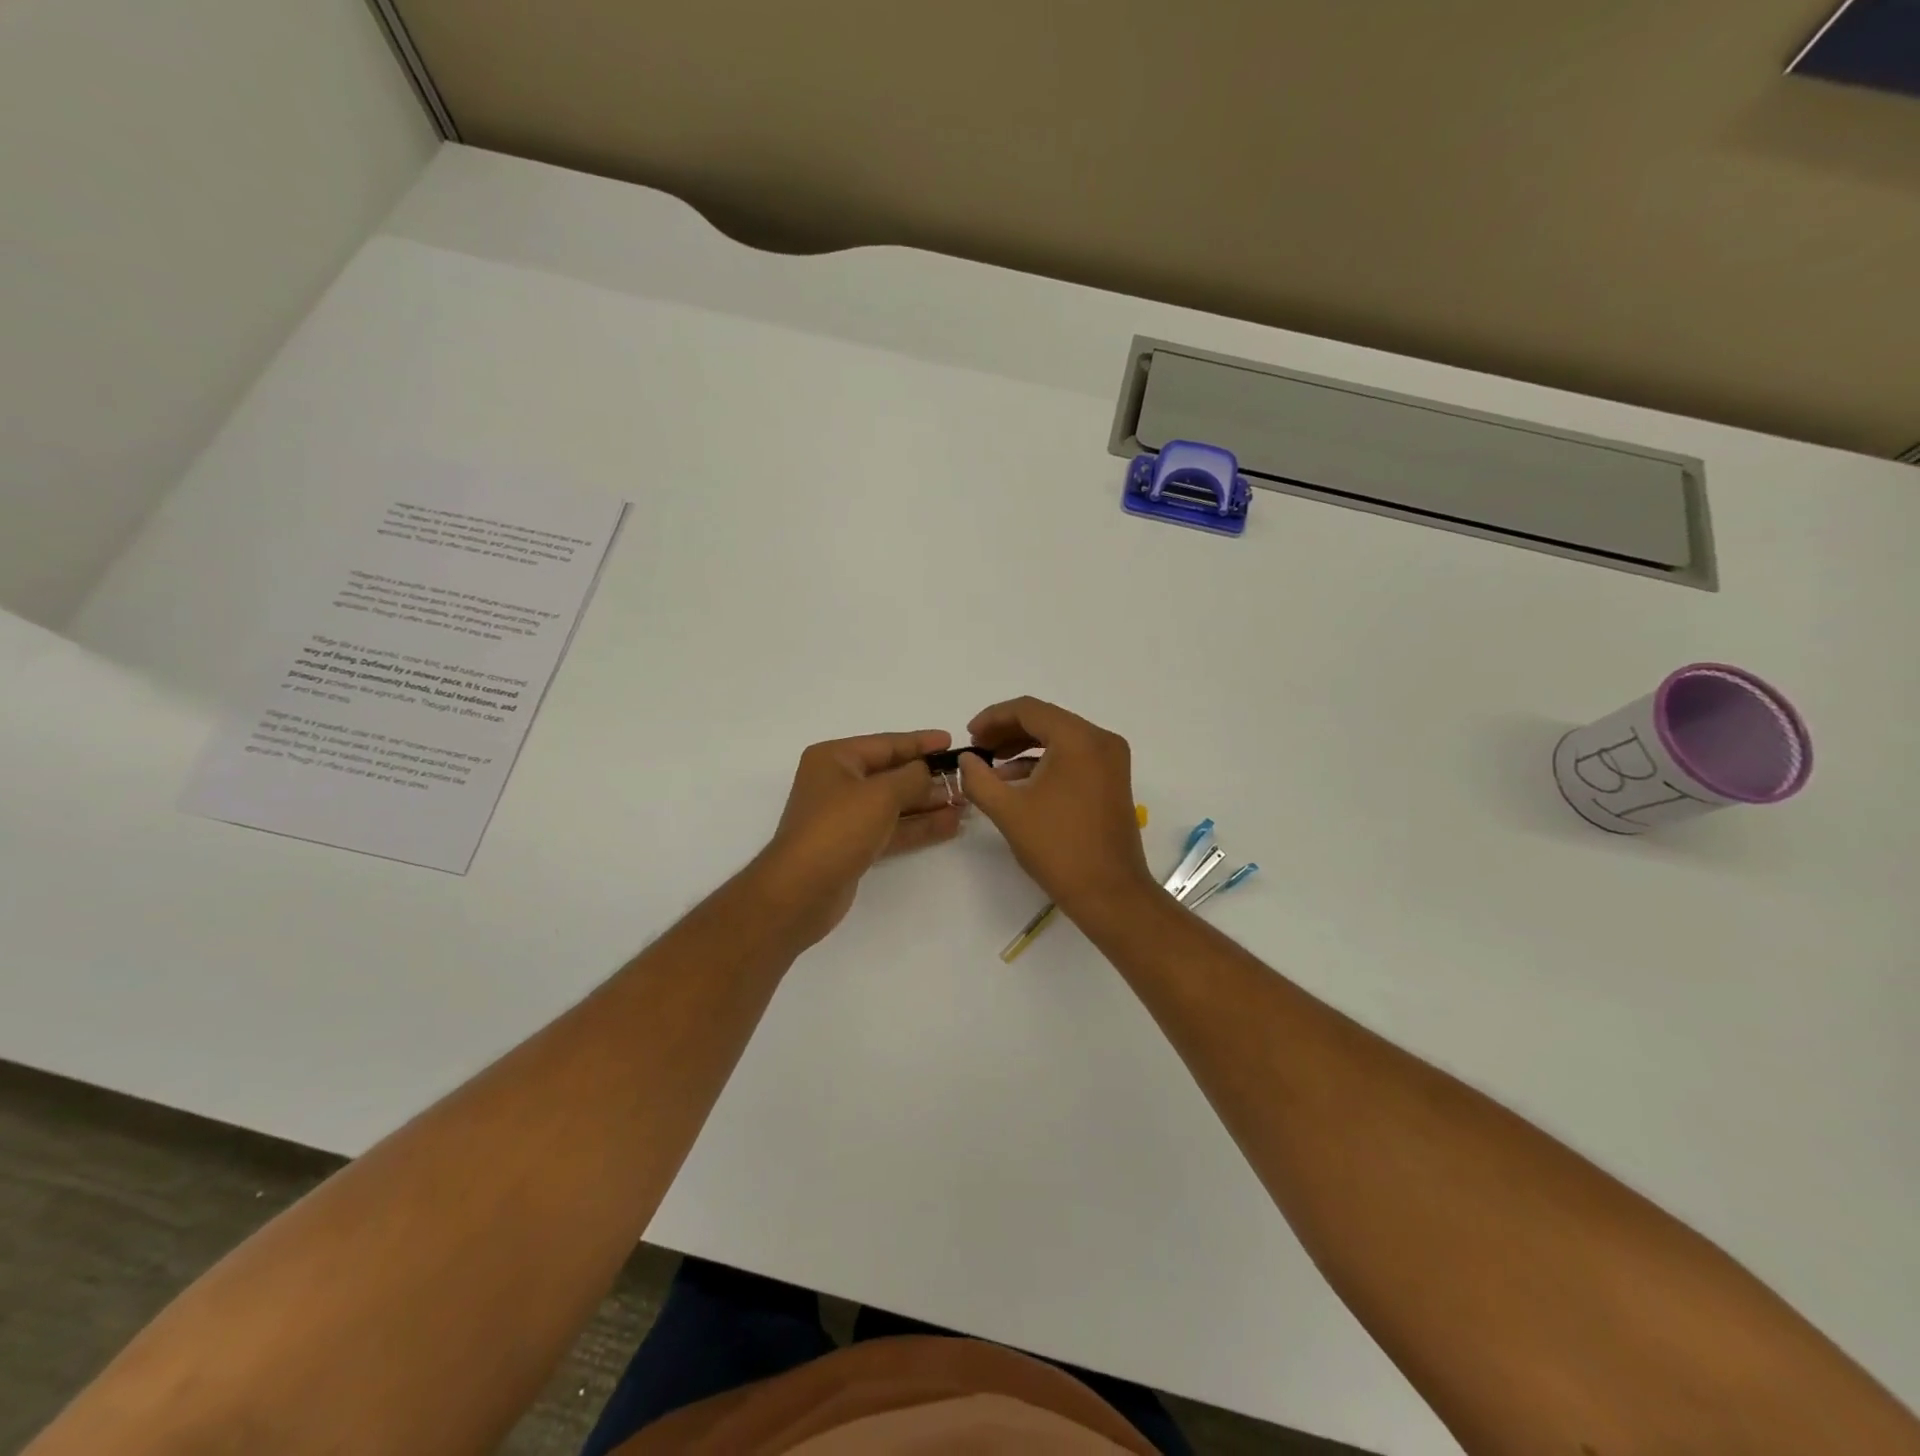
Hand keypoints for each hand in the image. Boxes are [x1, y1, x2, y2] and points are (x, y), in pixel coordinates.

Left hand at [752, 729, 962, 946]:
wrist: (801, 891)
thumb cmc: (838, 829)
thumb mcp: (881, 794)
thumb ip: (911, 777)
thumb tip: (927, 771)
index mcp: (835, 758)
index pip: (886, 744)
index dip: (920, 743)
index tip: (952, 742)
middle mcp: (838, 783)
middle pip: (891, 774)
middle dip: (928, 777)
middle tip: (966, 778)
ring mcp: (845, 817)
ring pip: (895, 804)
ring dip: (928, 803)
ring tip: (966, 803)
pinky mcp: (854, 846)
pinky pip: (892, 829)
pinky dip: (918, 827)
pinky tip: (950, 825)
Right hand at [958, 697, 1155, 914]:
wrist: (1110, 892)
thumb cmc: (1058, 848)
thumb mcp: (1008, 811)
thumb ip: (979, 779)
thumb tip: (966, 759)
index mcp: (1078, 739)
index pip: (1029, 710)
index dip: (993, 718)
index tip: (969, 736)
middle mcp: (1101, 740)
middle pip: (1046, 720)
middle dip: (1007, 732)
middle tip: (977, 749)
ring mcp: (1111, 760)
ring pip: (1060, 738)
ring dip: (1024, 747)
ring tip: (991, 766)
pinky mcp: (1113, 780)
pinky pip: (1073, 757)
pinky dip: (1045, 762)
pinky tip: (1017, 781)